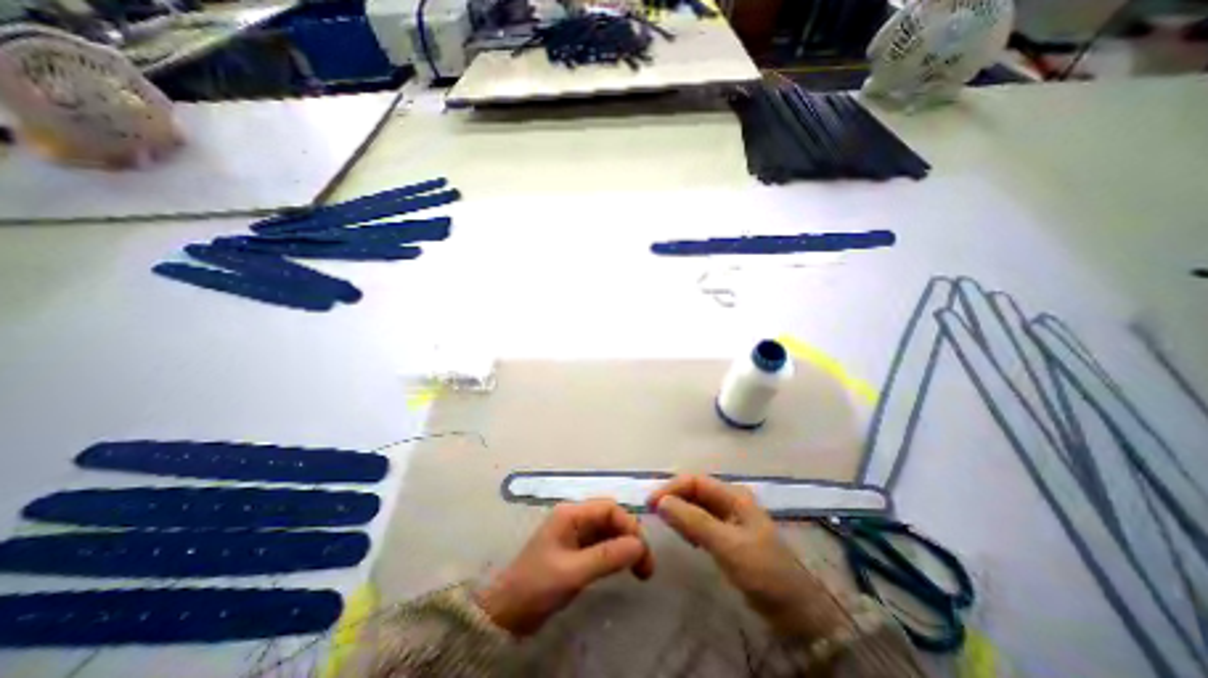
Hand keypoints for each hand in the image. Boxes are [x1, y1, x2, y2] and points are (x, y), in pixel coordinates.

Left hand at [476, 497, 657, 634]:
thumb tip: (639, 545)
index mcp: (571, 514)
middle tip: (646, 566)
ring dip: (626, 547)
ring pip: (608, 531)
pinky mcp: (576, 549)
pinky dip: (616, 555)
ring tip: (640, 571)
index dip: (629, 526)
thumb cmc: (536, 586)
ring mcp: (575, 533)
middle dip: (630, 537)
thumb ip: (606, 557)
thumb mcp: (572, 572)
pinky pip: (602, 545)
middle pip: (611, 518)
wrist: (507, 613)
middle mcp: (575, 518)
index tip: (642, 552)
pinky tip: (624, 568)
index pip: (609, 509)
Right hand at [651, 475, 846, 637]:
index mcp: (734, 496)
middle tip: (654, 514)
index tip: (651, 503)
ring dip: (681, 512)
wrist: (797, 613)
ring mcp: (731, 519)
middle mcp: (731, 502)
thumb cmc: (763, 572)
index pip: (695, 481)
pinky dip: (690, 526)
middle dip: (675, 499)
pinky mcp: (730, 537)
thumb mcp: (726, 545)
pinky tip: (686, 538)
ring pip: (698, 507)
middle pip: (696, 491)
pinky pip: (703, 523)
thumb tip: (661, 502)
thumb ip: (693, 521)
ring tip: (668, 526)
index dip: (671, 488)